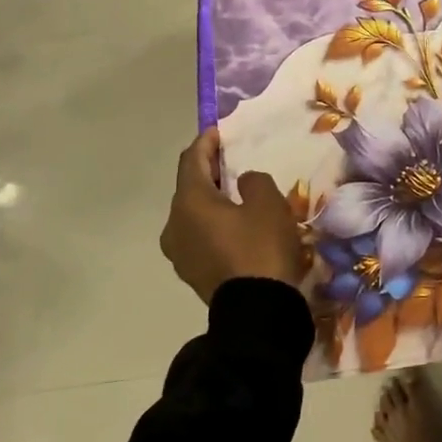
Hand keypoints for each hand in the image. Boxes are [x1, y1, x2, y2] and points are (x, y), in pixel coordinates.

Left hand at [160, 127, 304, 301]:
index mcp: (188, 202)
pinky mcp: (192, 273)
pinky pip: (201, 236)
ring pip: (195, 214)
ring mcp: (179, 252)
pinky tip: (238, 226)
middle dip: (210, 172)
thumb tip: (244, 183)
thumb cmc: (260, 247)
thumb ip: (253, 181)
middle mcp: (174, 224)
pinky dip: (215, 224)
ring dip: (213, 201)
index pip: (191, 161)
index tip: (220, 131)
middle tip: (233, 161)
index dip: (206, 143)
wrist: (257, 310)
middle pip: (190, 188)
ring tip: (238, 195)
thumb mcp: (268, 203)